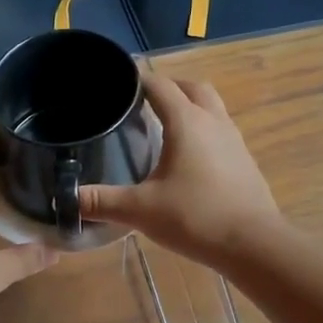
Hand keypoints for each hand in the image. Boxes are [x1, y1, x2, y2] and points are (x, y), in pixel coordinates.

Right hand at [78, 74, 284, 269]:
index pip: (159, 85)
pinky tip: (190, 157)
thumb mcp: (140, 210)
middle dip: (168, 87)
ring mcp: (234, 140)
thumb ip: (102, 202)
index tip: (117, 81)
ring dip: (190, 106)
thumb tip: (68, 198)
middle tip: (144, 101)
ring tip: (165, 125)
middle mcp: (213, 121)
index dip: (137, 78)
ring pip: (211, 107)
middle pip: (192, 87)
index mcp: (186, 122)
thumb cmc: (195, 218)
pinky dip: (203, 130)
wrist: (253, 243)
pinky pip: (221, 130)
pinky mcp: (245, 160)